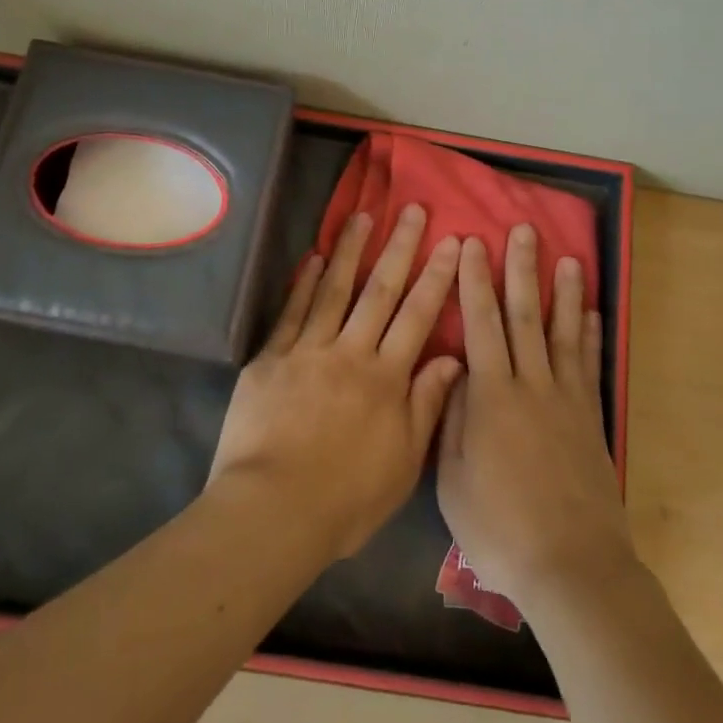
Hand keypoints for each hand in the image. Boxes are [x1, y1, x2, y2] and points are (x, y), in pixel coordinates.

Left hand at [209, 205, 463, 561]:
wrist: (272, 512)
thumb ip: (426, 407)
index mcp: (386, 379)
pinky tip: (314, 257)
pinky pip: (291, 313)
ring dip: (351, 251)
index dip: (437, 277)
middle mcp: (351, 352)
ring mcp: (308, 351)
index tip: (451, 242)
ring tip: (363, 216)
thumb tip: (452, 358)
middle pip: (380, 291)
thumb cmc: (345, 499)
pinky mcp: (271, 359)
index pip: (418, 316)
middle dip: (400, 248)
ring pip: (335, 290)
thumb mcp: (403, 465)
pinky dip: (304, 283)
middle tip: (414, 211)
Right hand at [437, 226, 636, 613]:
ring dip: (564, 292)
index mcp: (492, 396)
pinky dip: (592, 336)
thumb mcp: (452, 481)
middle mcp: (531, 385)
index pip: (480, 324)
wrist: (572, 567)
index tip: (473, 245)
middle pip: (525, 316)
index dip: (475, 282)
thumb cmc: (501, 528)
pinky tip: (593, 313)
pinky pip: (590, 366)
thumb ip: (450, 422)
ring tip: (569, 258)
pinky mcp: (591, 419)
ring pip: (563, 332)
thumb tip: (452, 373)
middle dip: (521, 270)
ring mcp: (566, 399)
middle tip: (523, 231)